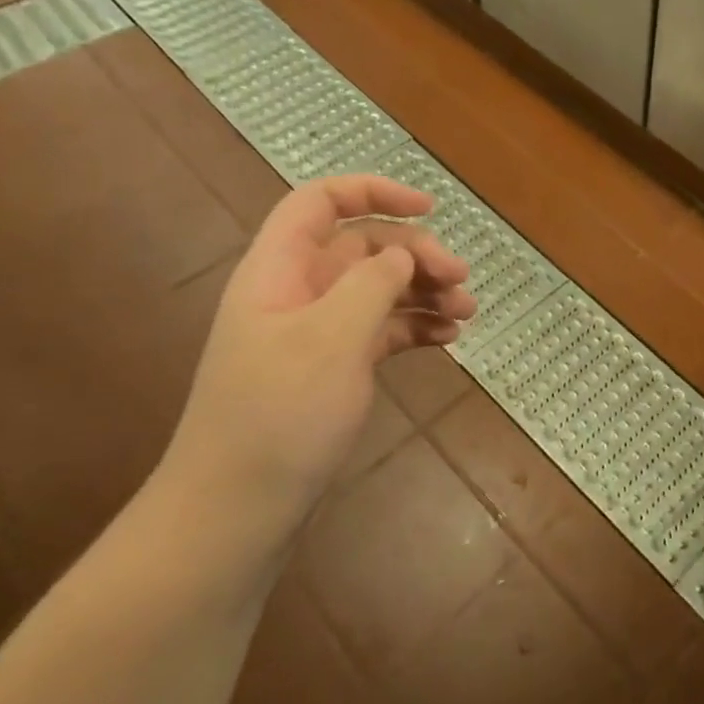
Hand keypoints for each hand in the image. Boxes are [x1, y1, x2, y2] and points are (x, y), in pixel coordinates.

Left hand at [162, 175, 475, 531]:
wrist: (236, 512)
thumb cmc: (280, 415)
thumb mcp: (332, 337)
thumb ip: (373, 282)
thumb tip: (402, 255)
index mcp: (280, 270)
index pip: (321, 202)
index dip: (374, 191)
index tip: (431, 207)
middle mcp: (297, 292)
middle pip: (363, 246)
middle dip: (416, 253)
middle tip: (461, 279)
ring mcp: (314, 333)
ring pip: (377, 289)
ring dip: (423, 291)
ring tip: (468, 311)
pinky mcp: (331, 368)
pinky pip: (380, 330)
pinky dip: (414, 326)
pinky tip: (448, 338)